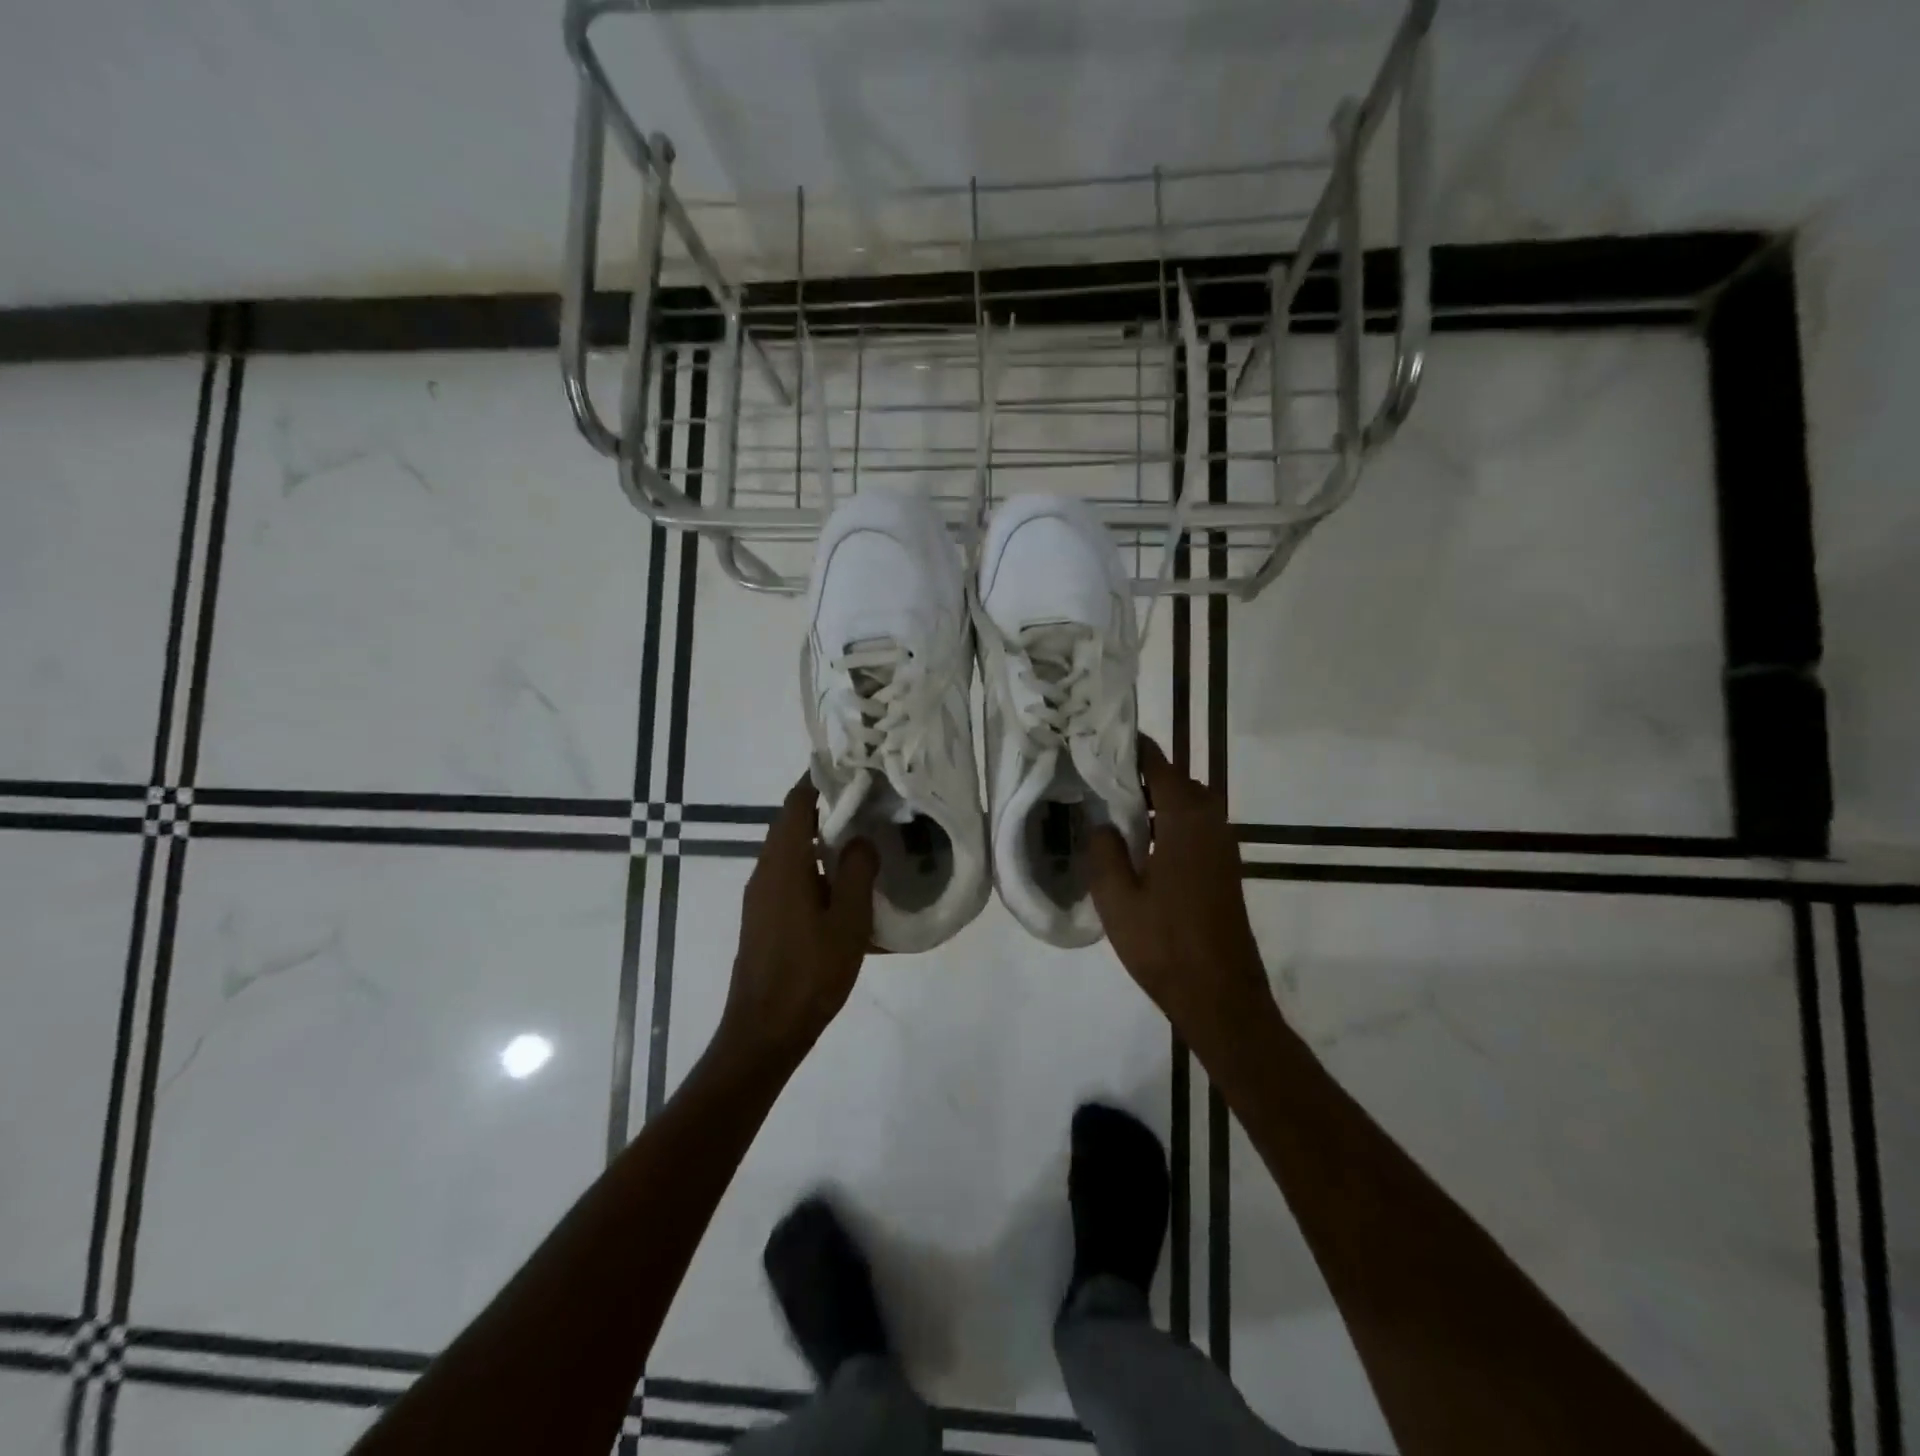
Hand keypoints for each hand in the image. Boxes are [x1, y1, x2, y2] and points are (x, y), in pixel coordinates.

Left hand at [719, 774, 878, 1070]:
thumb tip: (860, 839)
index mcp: (783, 864)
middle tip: (867, 801)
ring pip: (791, 852)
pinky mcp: (763, 918)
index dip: (820, 780)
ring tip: (861, 838)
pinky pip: (790, 877)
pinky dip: (815, 868)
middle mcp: (765, 872)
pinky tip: (844, 888)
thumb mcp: (847, 921)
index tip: (851, 769)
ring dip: (821, 840)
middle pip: (791, 824)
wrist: (765, 1031)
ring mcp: (760, 896)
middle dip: (826, 808)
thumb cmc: (809, 973)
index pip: (796, 804)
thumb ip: (856, 872)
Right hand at [1087, 735, 1277, 1063]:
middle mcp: (1210, 823)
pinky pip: (1193, 826)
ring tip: (1111, 804)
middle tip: (1098, 774)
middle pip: (1176, 781)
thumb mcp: (1117, 899)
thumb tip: (1101, 822)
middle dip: (1140, 772)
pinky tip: (1138, 841)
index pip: (1159, 765)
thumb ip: (1103, 851)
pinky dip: (1167, 820)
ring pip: (1186, 804)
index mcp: (1185, 821)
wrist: (1221, 996)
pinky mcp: (1223, 867)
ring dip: (1154, 798)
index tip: (1100, 739)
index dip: (1132, 749)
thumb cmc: (1165, 945)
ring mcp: (1222, 846)